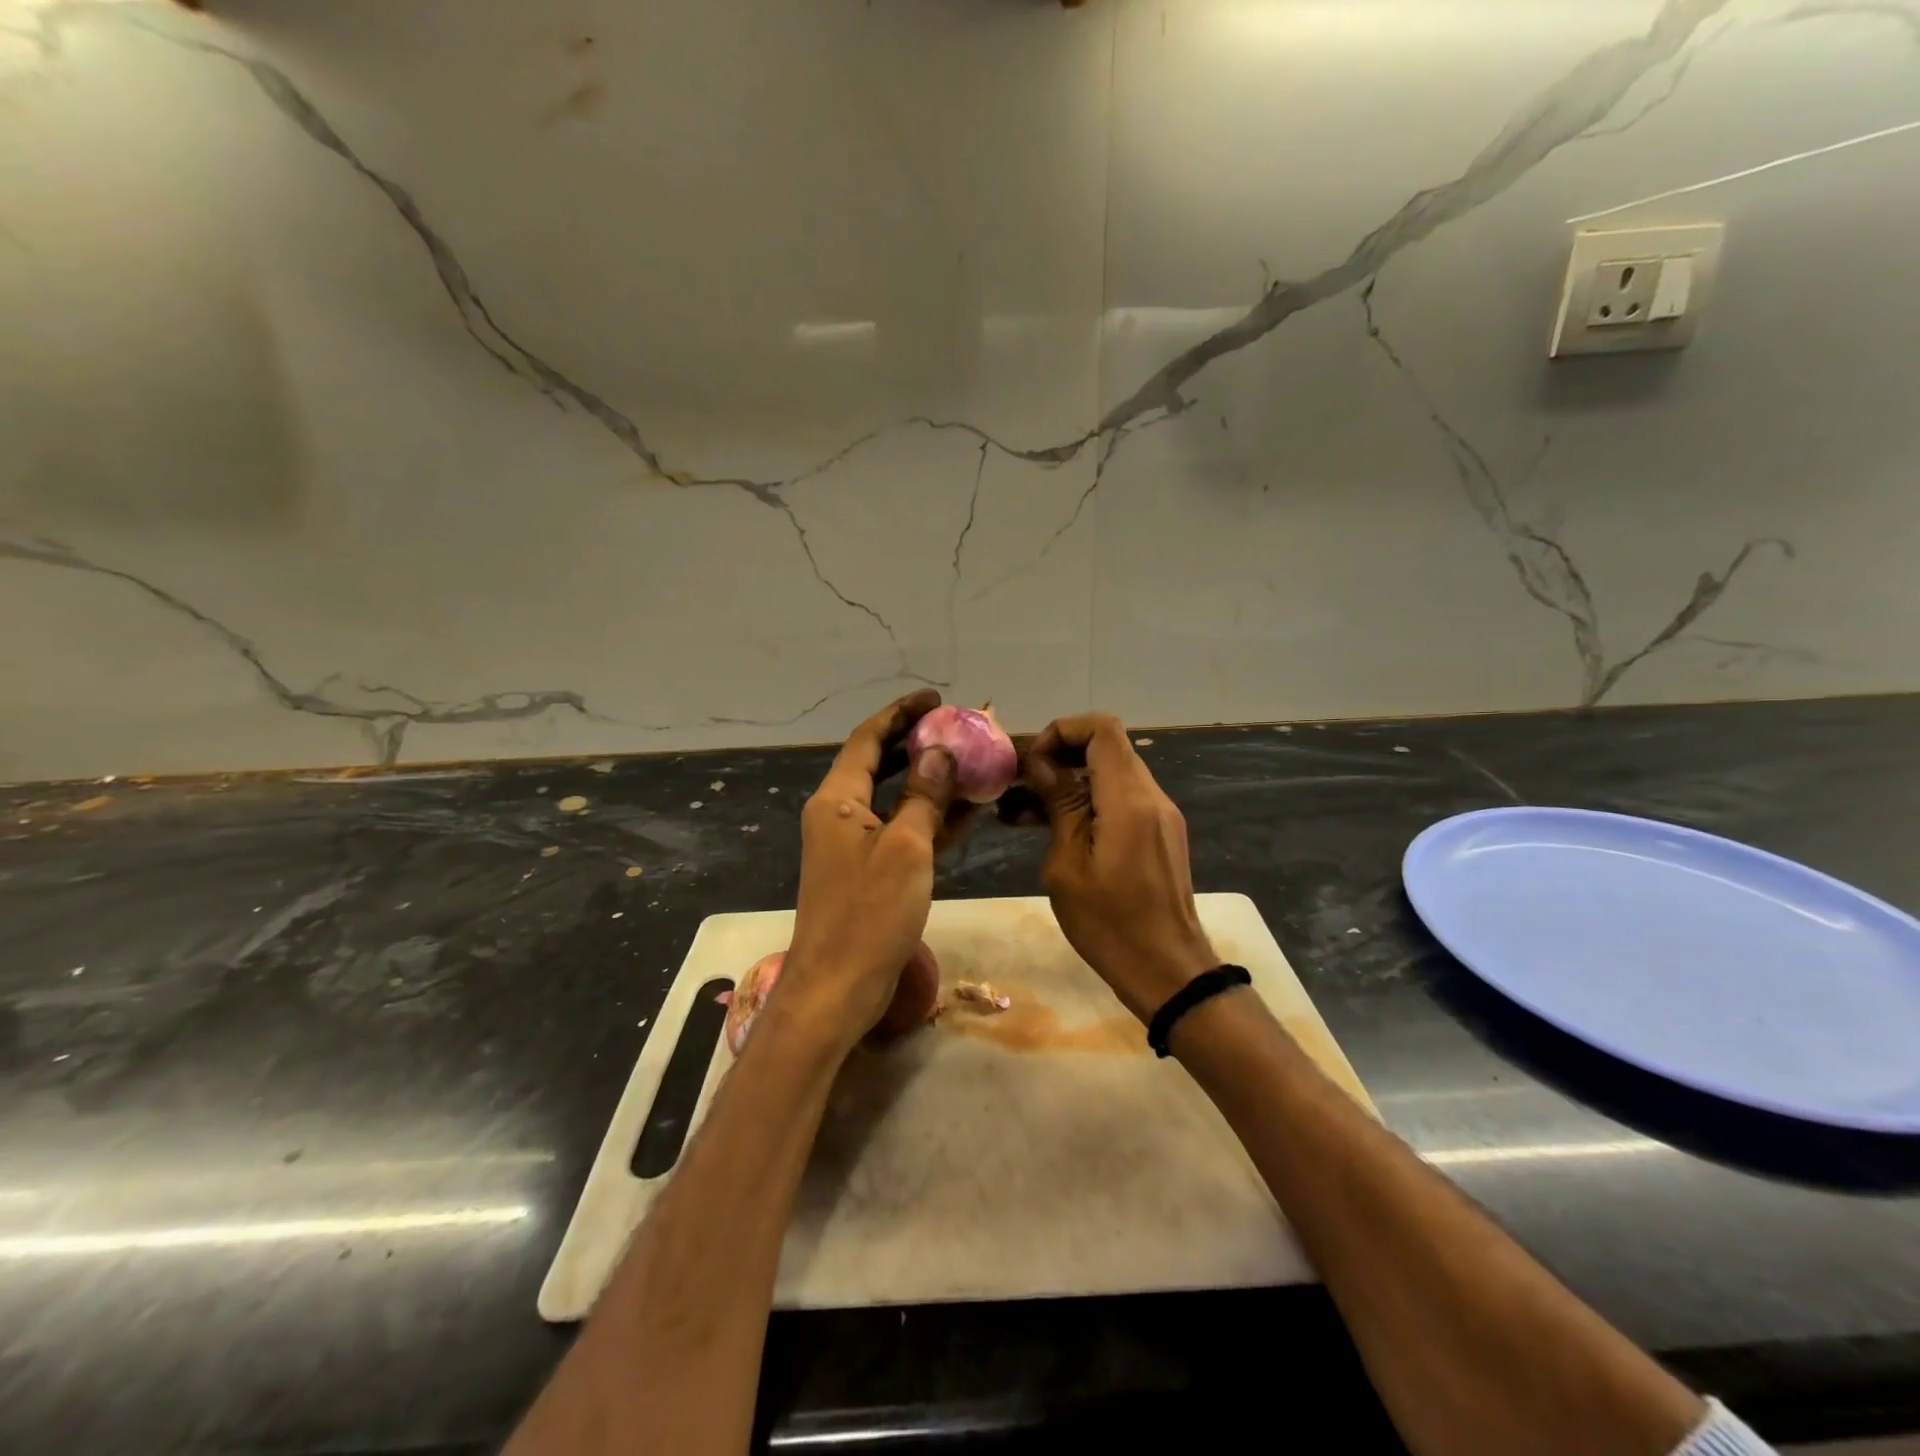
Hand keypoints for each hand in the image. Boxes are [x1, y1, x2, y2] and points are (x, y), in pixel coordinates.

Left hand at [775, 690, 961, 1053]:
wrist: (838, 987)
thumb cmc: (869, 913)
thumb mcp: (905, 847)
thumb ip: (923, 795)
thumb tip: (940, 752)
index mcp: (837, 799)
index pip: (868, 739)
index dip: (900, 714)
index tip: (934, 698)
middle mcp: (839, 813)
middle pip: (878, 764)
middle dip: (916, 744)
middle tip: (957, 728)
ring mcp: (853, 844)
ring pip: (894, 799)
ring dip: (929, 782)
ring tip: (970, 764)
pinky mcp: (868, 871)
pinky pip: (901, 831)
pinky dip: (928, 819)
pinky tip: (966, 811)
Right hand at [1024, 713, 1216, 1023]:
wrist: (1167, 971)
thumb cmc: (1110, 924)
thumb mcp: (1068, 865)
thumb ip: (1059, 804)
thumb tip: (1042, 763)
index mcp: (1128, 799)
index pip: (1101, 728)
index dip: (1062, 731)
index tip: (1032, 763)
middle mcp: (1150, 796)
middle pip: (1105, 747)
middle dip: (1058, 756)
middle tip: (1018, 786)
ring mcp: (1158, 815)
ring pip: (1109, 774)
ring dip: (1067, 782)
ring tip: (1019, 810)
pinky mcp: (1157, 834)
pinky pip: (1119, 800)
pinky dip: (1086, 802)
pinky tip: (1048, 827)